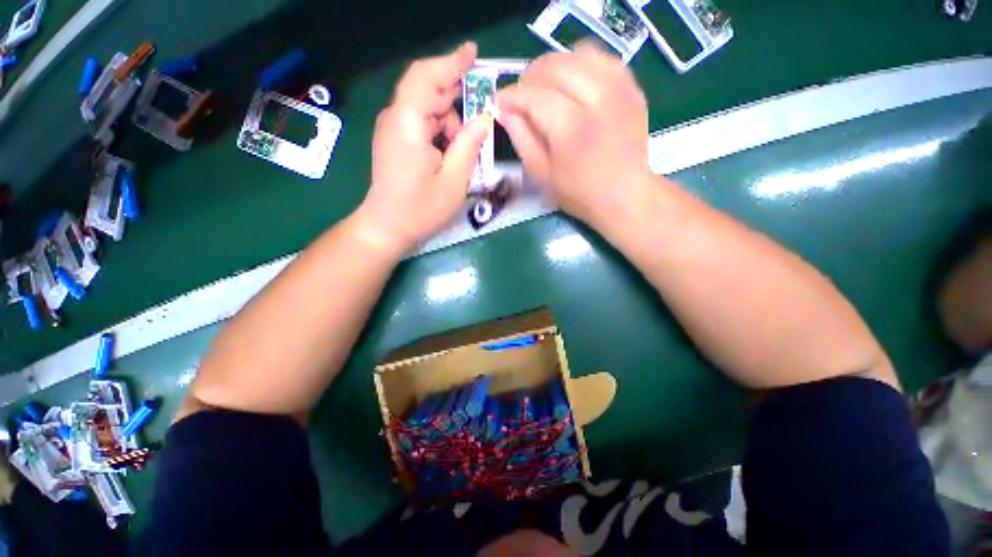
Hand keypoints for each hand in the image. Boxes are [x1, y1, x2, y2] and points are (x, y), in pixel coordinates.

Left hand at [358, 42, 489, 252]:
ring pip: (427, 110)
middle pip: (428, 92)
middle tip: (477, 122)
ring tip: (462, 153)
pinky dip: (440, 132)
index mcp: (408, 124)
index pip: (427, 77)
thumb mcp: (454, 180)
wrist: (387, 228)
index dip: (451, 62)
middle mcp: (396, 119)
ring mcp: (393, 130)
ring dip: (450, 124)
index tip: (473, 53)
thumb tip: (483, 119)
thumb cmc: (421, 209)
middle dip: (456, 102)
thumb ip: (469, 145)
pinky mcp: (395, 142)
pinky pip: (421, 124)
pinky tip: (450, 153)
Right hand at [496, 41, 652, 227]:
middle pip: (555, 65)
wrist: (625, 195)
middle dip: (530, 77)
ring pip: (578, 53)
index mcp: (573, 129)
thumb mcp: (542, 174)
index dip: (512, 96)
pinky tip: (571, 83)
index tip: (499, 102)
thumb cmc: (579, 193)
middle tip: (522, 97)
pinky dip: (580, 64)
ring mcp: (620, 89)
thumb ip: (522, 139)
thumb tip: (504, 110)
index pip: (535, 96)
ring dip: (554, 66)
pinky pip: (601, 58)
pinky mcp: (631, 87)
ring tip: (545, 88)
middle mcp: (598, 99)